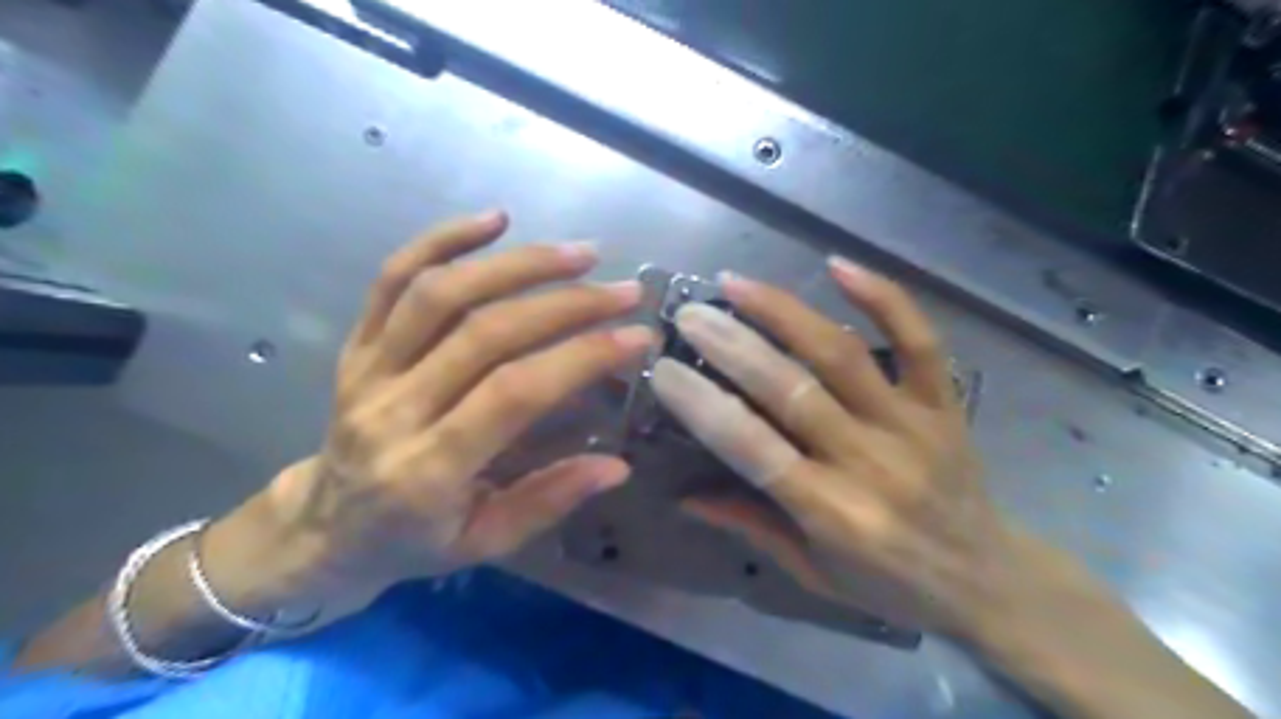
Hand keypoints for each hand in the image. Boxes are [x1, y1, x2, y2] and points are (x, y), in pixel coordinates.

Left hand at [216, 213, 654, 612]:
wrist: (323, 527)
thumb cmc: (411, 542)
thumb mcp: (484, 542)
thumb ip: (550, 499)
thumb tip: (617, 464)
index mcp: (427, 470)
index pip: (514, 393)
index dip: (580, 357)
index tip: (636, 336)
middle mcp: (393, 409)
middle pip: (485, 332)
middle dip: (566, 303)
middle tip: (624, 290)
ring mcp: (367, 368)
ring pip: (440, 293)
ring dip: (516, 264)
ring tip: (578, 253)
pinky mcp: (355, 343)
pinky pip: (392, 278)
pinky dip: (442, 239)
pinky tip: (494, 219)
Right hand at [655, 255, 1026, 635]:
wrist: (987, 580)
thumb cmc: (889, 585)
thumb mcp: (811, 572)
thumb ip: (749, 526)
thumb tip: (685, 496)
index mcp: (832, 513)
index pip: (752, 447)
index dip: (702, 405)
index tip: (664, 370)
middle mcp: (870, 461)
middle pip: (791, 389)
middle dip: (731, 346)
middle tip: (689, 315)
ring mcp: (912, 425)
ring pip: (842, 354)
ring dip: (783, 312)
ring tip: (735, 282)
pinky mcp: (945, 403)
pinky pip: (919, 340)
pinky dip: (883, 297)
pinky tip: (838, 265)